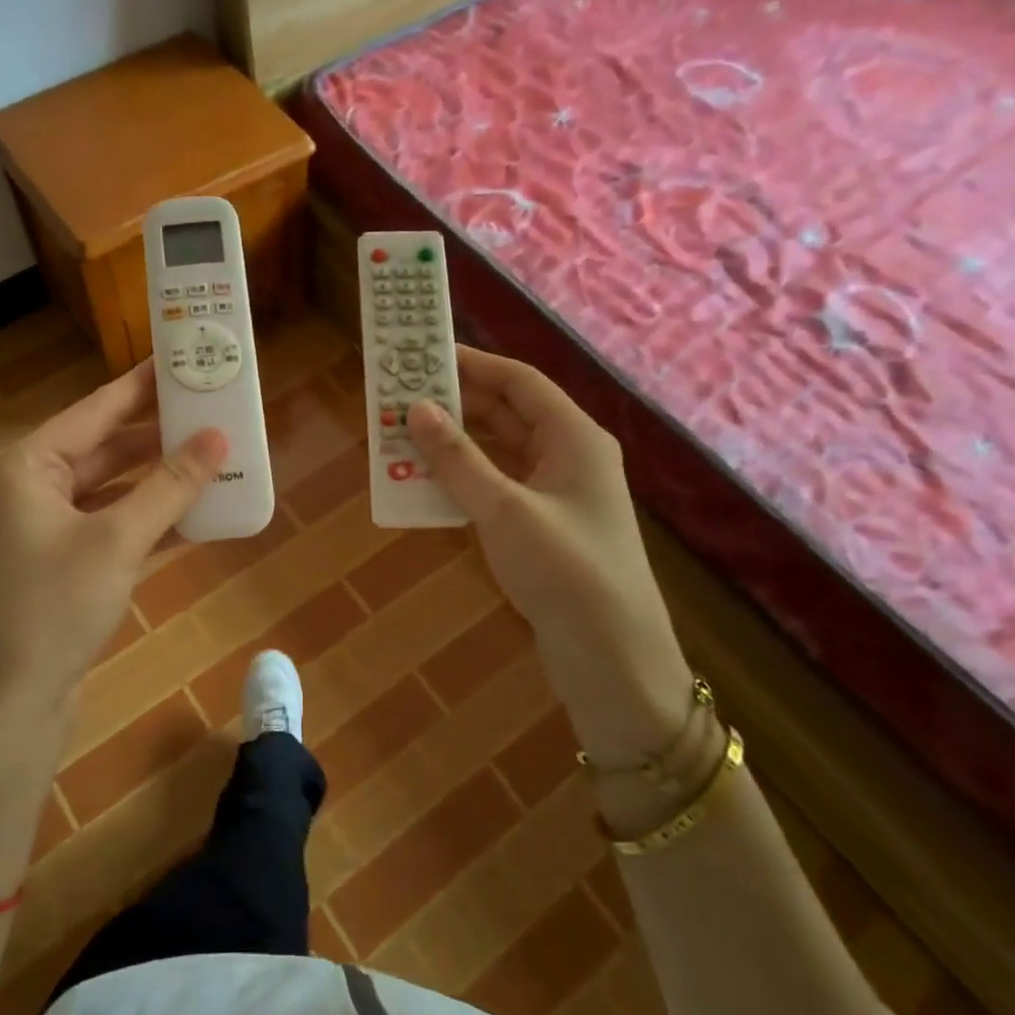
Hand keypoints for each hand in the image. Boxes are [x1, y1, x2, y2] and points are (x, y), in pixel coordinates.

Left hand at [0, 361, 225, 717]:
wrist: (7, 708)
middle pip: (102, 451)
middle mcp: (28, 493)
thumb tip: (218, 440)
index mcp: (26, 469)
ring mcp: (41, 535)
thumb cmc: (54, 608)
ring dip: (157, 483)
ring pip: (109, 494)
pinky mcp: (58, 571)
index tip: (179, 360)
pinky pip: (109, 531)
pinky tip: (194, 519)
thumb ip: (169, 486)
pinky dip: (147, 525)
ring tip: (212, 461)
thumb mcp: (118, 540)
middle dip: (157, 438)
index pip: (94, 411)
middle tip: (210, 415)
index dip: (141, 386)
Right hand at [407, 347, 693, 762]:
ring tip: (404, 436)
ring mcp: (558, 494)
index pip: (519, 381)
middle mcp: (569, 456)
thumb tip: (416, 409)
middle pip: (509, 412)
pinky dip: (465, 479)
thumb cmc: (564, 571)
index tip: (423, 355)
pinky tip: (428, 483)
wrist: (612, 659)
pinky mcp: (545, 527)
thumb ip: (458, 458)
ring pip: (500, 451)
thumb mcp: (505, 509)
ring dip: (456, 443)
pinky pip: (499, 486)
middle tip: (402, 397)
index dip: (472, 364)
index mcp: (575, 437)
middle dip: (457, 403)